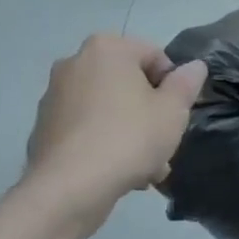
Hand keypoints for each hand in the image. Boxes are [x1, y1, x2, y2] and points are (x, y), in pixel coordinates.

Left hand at [24, 34, 207, 221]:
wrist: (67, 190)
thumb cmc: (128, 138)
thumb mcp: (172, 111)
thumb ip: (186, 83)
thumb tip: (194, 67)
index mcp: (106, 48)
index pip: (154, 56)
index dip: (172, 86)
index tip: (176, 116)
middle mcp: (75, 62)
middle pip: (128, 84)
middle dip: (149, 113)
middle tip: (164, 145)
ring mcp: (54, 96)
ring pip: (108, 109)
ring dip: (130, 132)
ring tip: (146, 169)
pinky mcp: (44, 128)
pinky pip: (86, 129)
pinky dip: (103, 143)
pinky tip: (119, 174)